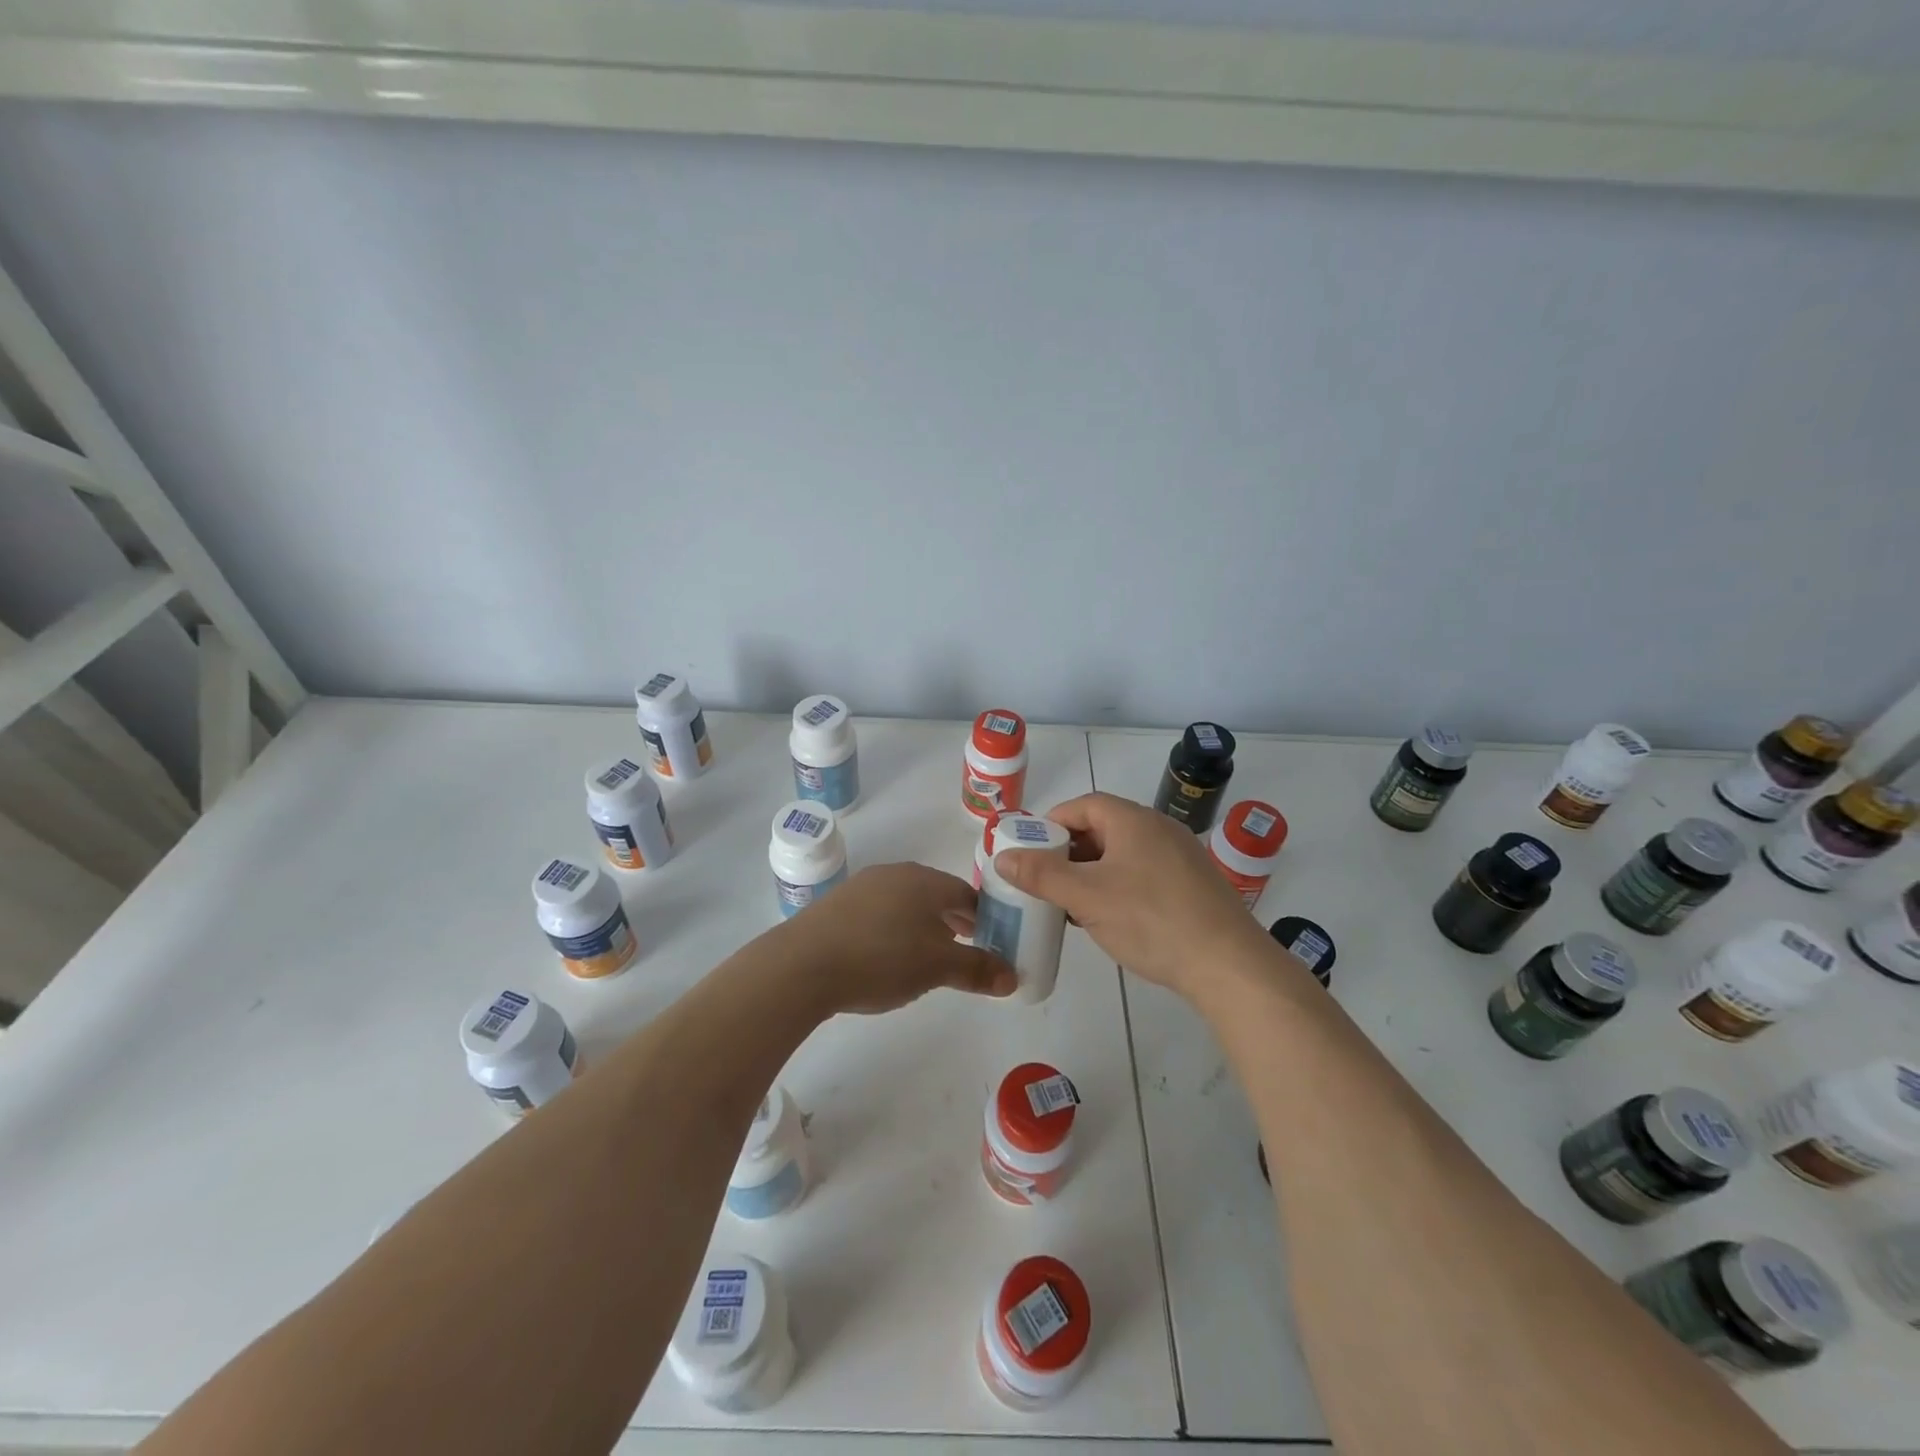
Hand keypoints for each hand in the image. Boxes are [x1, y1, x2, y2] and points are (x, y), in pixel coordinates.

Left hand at [782, 862, 1017, 1014]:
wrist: (802, 965)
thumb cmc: (881, 958)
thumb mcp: (937, 968)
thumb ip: (977, 970)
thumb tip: (1013, 976)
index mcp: (926, 881)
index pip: (968, 894)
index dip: (986, 919)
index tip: (993, 943)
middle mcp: (896, 874)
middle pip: (937, 896)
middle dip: (956, 922)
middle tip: (966, 952)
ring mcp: (863, 886)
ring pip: (907, 903)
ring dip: (924, 926)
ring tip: (928, 958)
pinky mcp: (838, 905)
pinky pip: (879, 913)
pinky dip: (894, 930)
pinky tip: (887, 957)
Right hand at [993, 792, 1270, 998]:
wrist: (1228, 966)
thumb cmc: (1151, 920)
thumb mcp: (1086, 897)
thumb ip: (1041, 875)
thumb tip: (1002, 856)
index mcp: (1133, 820)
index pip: (1083, 805)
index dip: (1051, 824)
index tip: (1029, 851)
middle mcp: (1159, 829)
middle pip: (1103, 828)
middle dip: (1069, 852)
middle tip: (1044, 880)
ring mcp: (1180, 857)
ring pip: (1123, 855)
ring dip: (1092, 873)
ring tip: (1070, 903)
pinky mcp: (1192, 886)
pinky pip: (1143, 875)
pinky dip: (1117, 887)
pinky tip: (1109, 918)